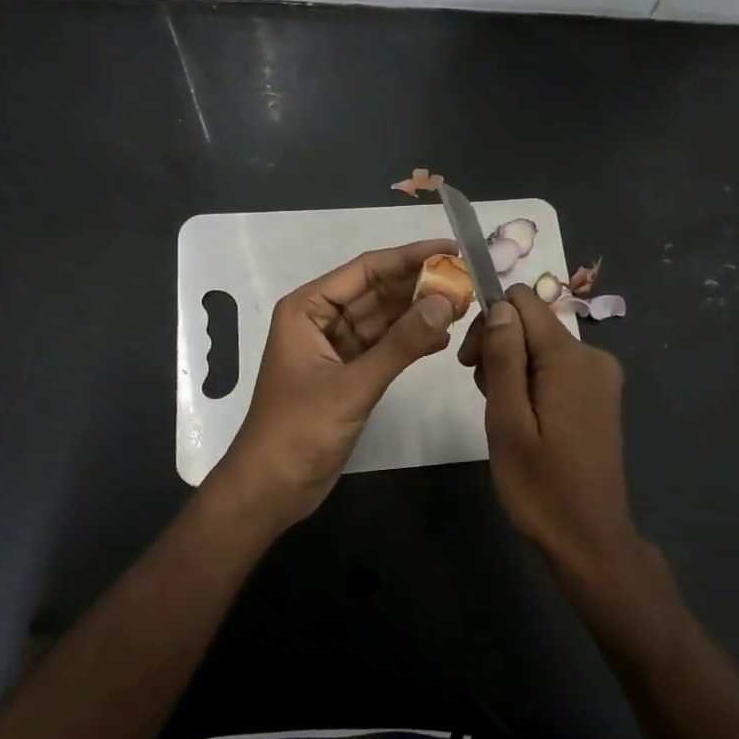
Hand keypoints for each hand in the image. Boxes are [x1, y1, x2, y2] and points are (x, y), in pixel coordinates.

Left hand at [212, 239, 457, 524]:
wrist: (271, 490)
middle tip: (467, 280)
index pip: (366, 269)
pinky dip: (411, 340)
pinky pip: (384, 345)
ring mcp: (335, 347)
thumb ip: (400, 344)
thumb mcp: (352, 385)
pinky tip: (443, 337)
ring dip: (419, 312)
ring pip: (384, 318)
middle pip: (377, 290)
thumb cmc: (299, 431)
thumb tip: (444, 303)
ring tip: (464, 304)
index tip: (452, 249)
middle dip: (420, 284)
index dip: (410, 256)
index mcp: (308, 308)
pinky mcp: (348, 373)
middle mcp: (321, 319)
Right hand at [458, 285, 639, 576]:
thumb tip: (500, 305)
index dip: (489, 321)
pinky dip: (532, 381)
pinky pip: (556, 367)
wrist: (590, 541)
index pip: (522, 300)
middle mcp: (592, 355)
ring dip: (512, 368)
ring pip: (540, 345)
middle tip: (483, 396)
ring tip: (502, 415)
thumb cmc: (540, 486)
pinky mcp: (600, 395)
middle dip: (498, 347)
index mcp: (569, 357)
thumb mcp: (507, 421)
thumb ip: (503, 358)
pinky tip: (524, 419)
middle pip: (531, 322)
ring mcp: (600, 376)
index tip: (471, 362)